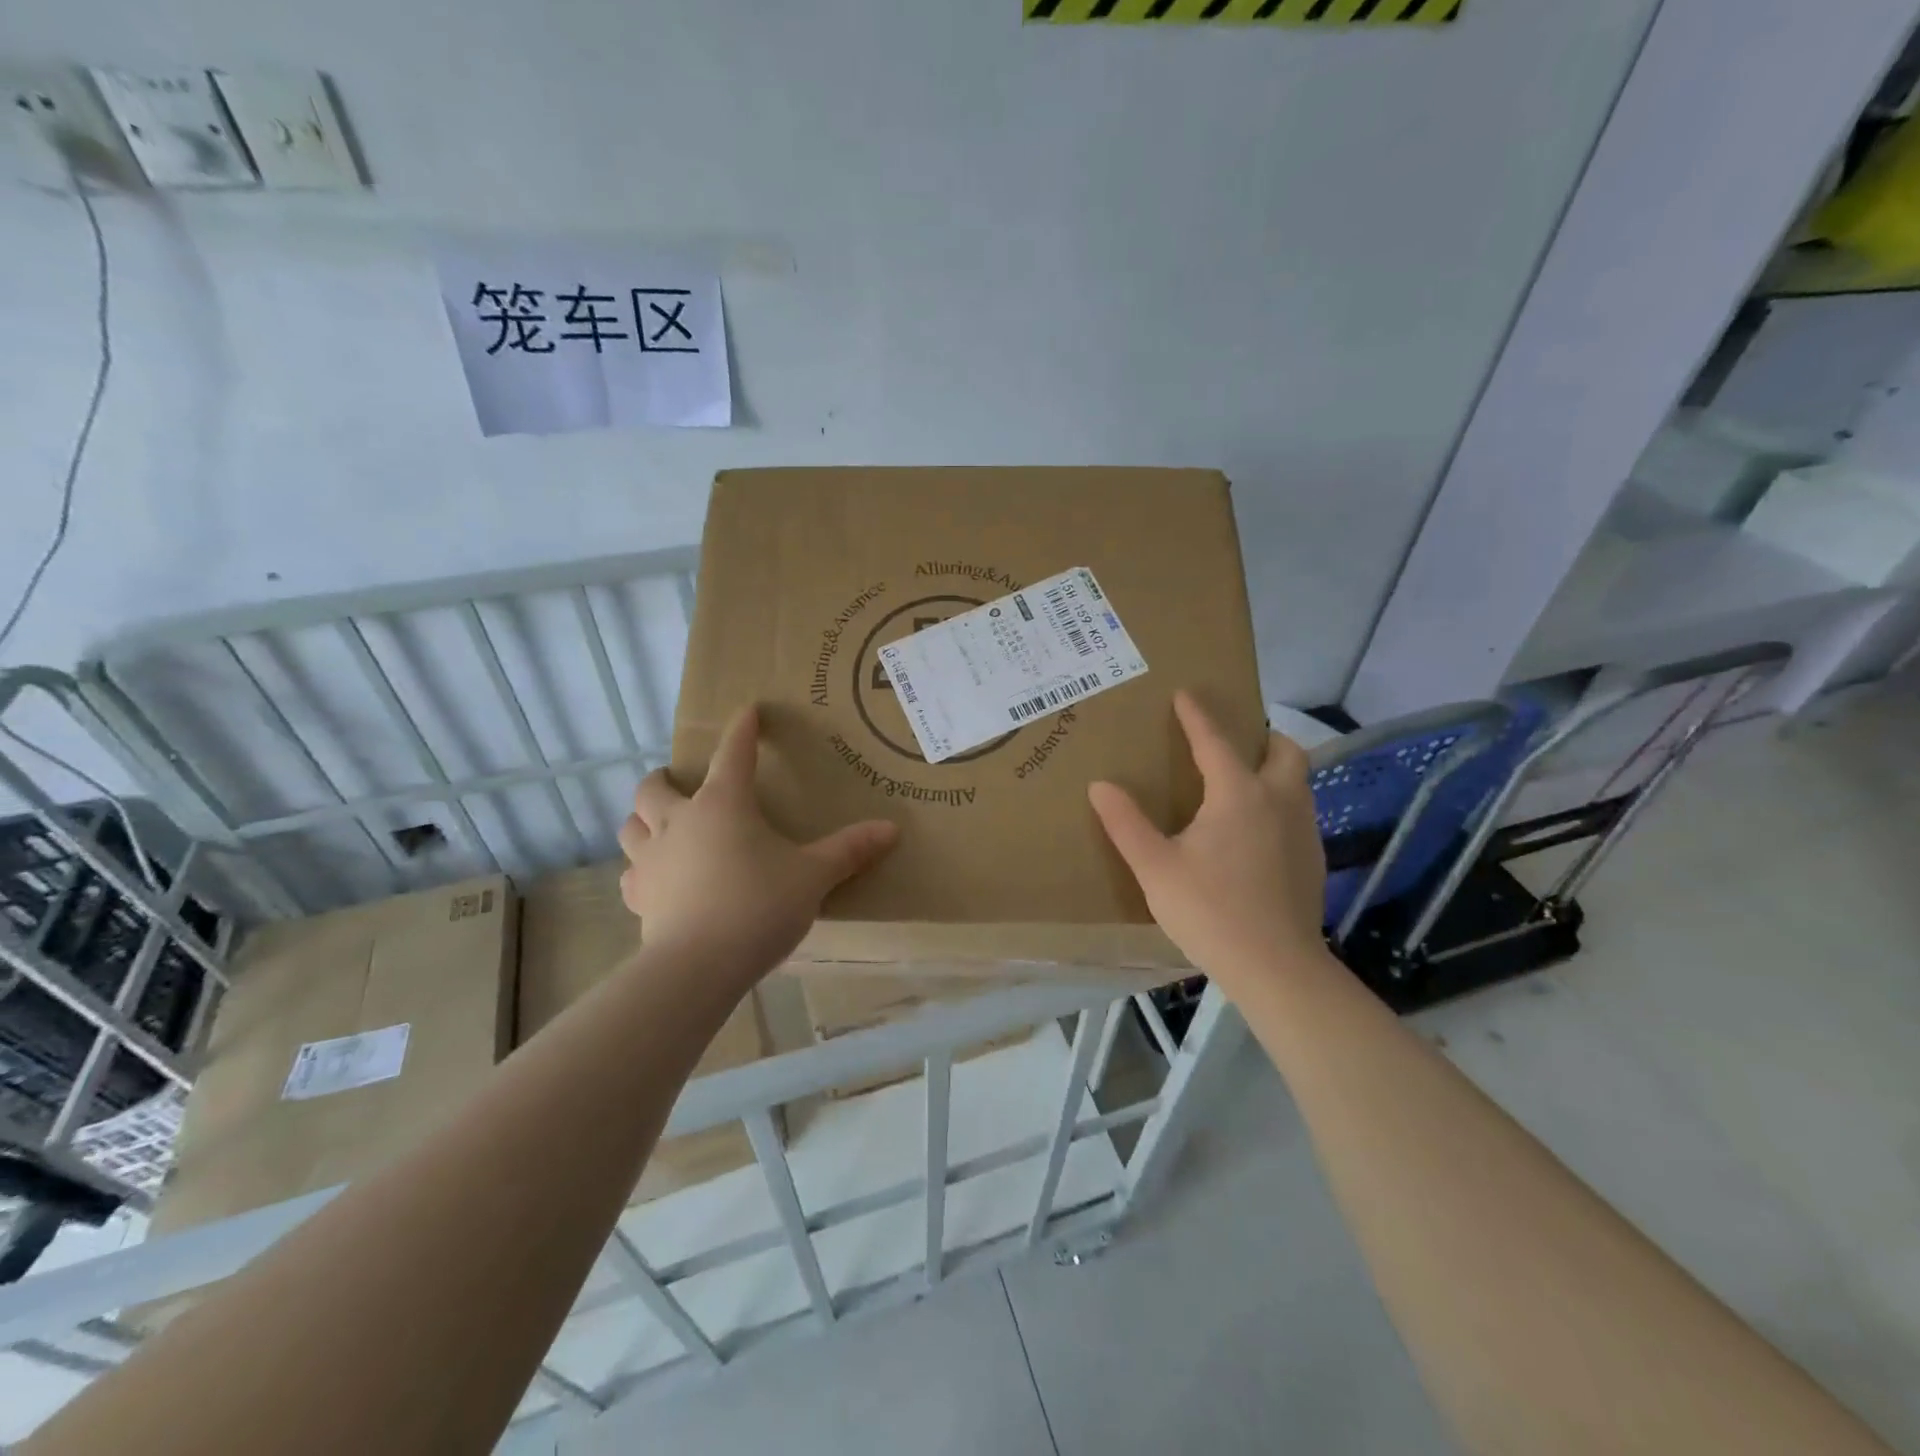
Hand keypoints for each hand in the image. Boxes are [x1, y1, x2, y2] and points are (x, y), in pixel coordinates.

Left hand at [618, 706, 898, 977]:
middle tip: (681, 784)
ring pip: (631, 826)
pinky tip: (658, 879)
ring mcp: (652, 860)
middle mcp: (679, 822)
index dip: (742, 730)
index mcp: (724, 804)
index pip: (733, 754)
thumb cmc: (759, 906)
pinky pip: (631, 873)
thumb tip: (892, 829)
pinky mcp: (640, 898)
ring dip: (644, 820)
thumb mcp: (813, 876)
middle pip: (653, 788)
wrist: (700, 966)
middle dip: (664, 780)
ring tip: (663, 827)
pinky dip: (643, 868)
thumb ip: (849, 850)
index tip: (748, 711)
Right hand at [1088, 691, 1327, 992]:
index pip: (1215, 741)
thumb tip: (1100, 785)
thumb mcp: (1155, 868)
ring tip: (1242, 784)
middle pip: (1283, 751)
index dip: (1197, 715)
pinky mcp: (1313, 861)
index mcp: (1239, 794)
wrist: (1277, 968)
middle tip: (1233, 743)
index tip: (1185, 694)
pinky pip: (1299, 813)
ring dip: (1273, 770)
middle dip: (1261, 737)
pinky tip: (1256, 834)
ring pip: (1298, 782)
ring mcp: (1304, 831)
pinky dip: (1280, 804)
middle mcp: (1280, 801)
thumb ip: (1126, 824)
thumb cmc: (1210, 911)